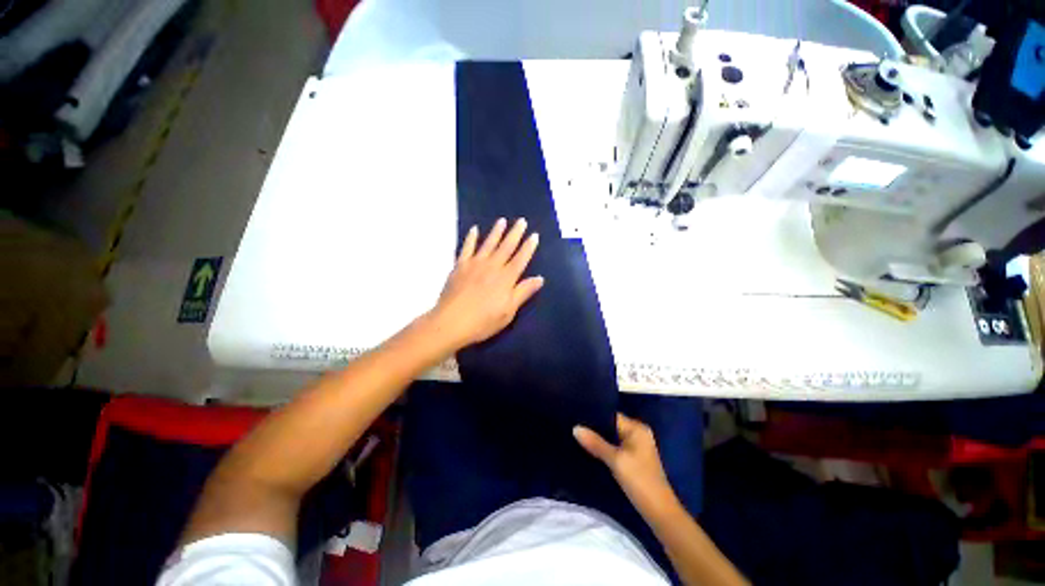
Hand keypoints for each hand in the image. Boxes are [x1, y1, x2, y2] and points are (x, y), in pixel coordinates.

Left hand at [427, 218, 543, 351]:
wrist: (451, 322)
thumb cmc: (483, 321)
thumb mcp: (508, 311)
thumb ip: (523, 292)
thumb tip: (539, 278)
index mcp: (506, 278)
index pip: (520, 259)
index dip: (528, 247)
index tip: (534, 235)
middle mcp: (492, 267)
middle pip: (506, 247)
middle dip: (515, 233)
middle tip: (521, 221)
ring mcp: (474, 264)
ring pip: (488, 244)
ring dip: (496, 231)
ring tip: (502, 220)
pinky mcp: (459, 266)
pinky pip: (466, 248)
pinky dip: (470, 238)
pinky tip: (473, 230)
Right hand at [574, 414, 679, 516]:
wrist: (659, 512)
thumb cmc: (639, 480)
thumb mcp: (615, 460)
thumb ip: (595, 443)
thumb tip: (575, 428)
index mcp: (637, 428)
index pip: (611, 415)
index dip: (595, 416)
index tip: (576, 416)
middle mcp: (638, 433)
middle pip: (611, 426)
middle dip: (595, 428)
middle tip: (574, 426)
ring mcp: (637, 447)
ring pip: (612, 437)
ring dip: (599, 439)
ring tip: (578, 436)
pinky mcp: (634, 459)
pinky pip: (615, 447)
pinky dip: (605, 448)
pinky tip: (590, 449)